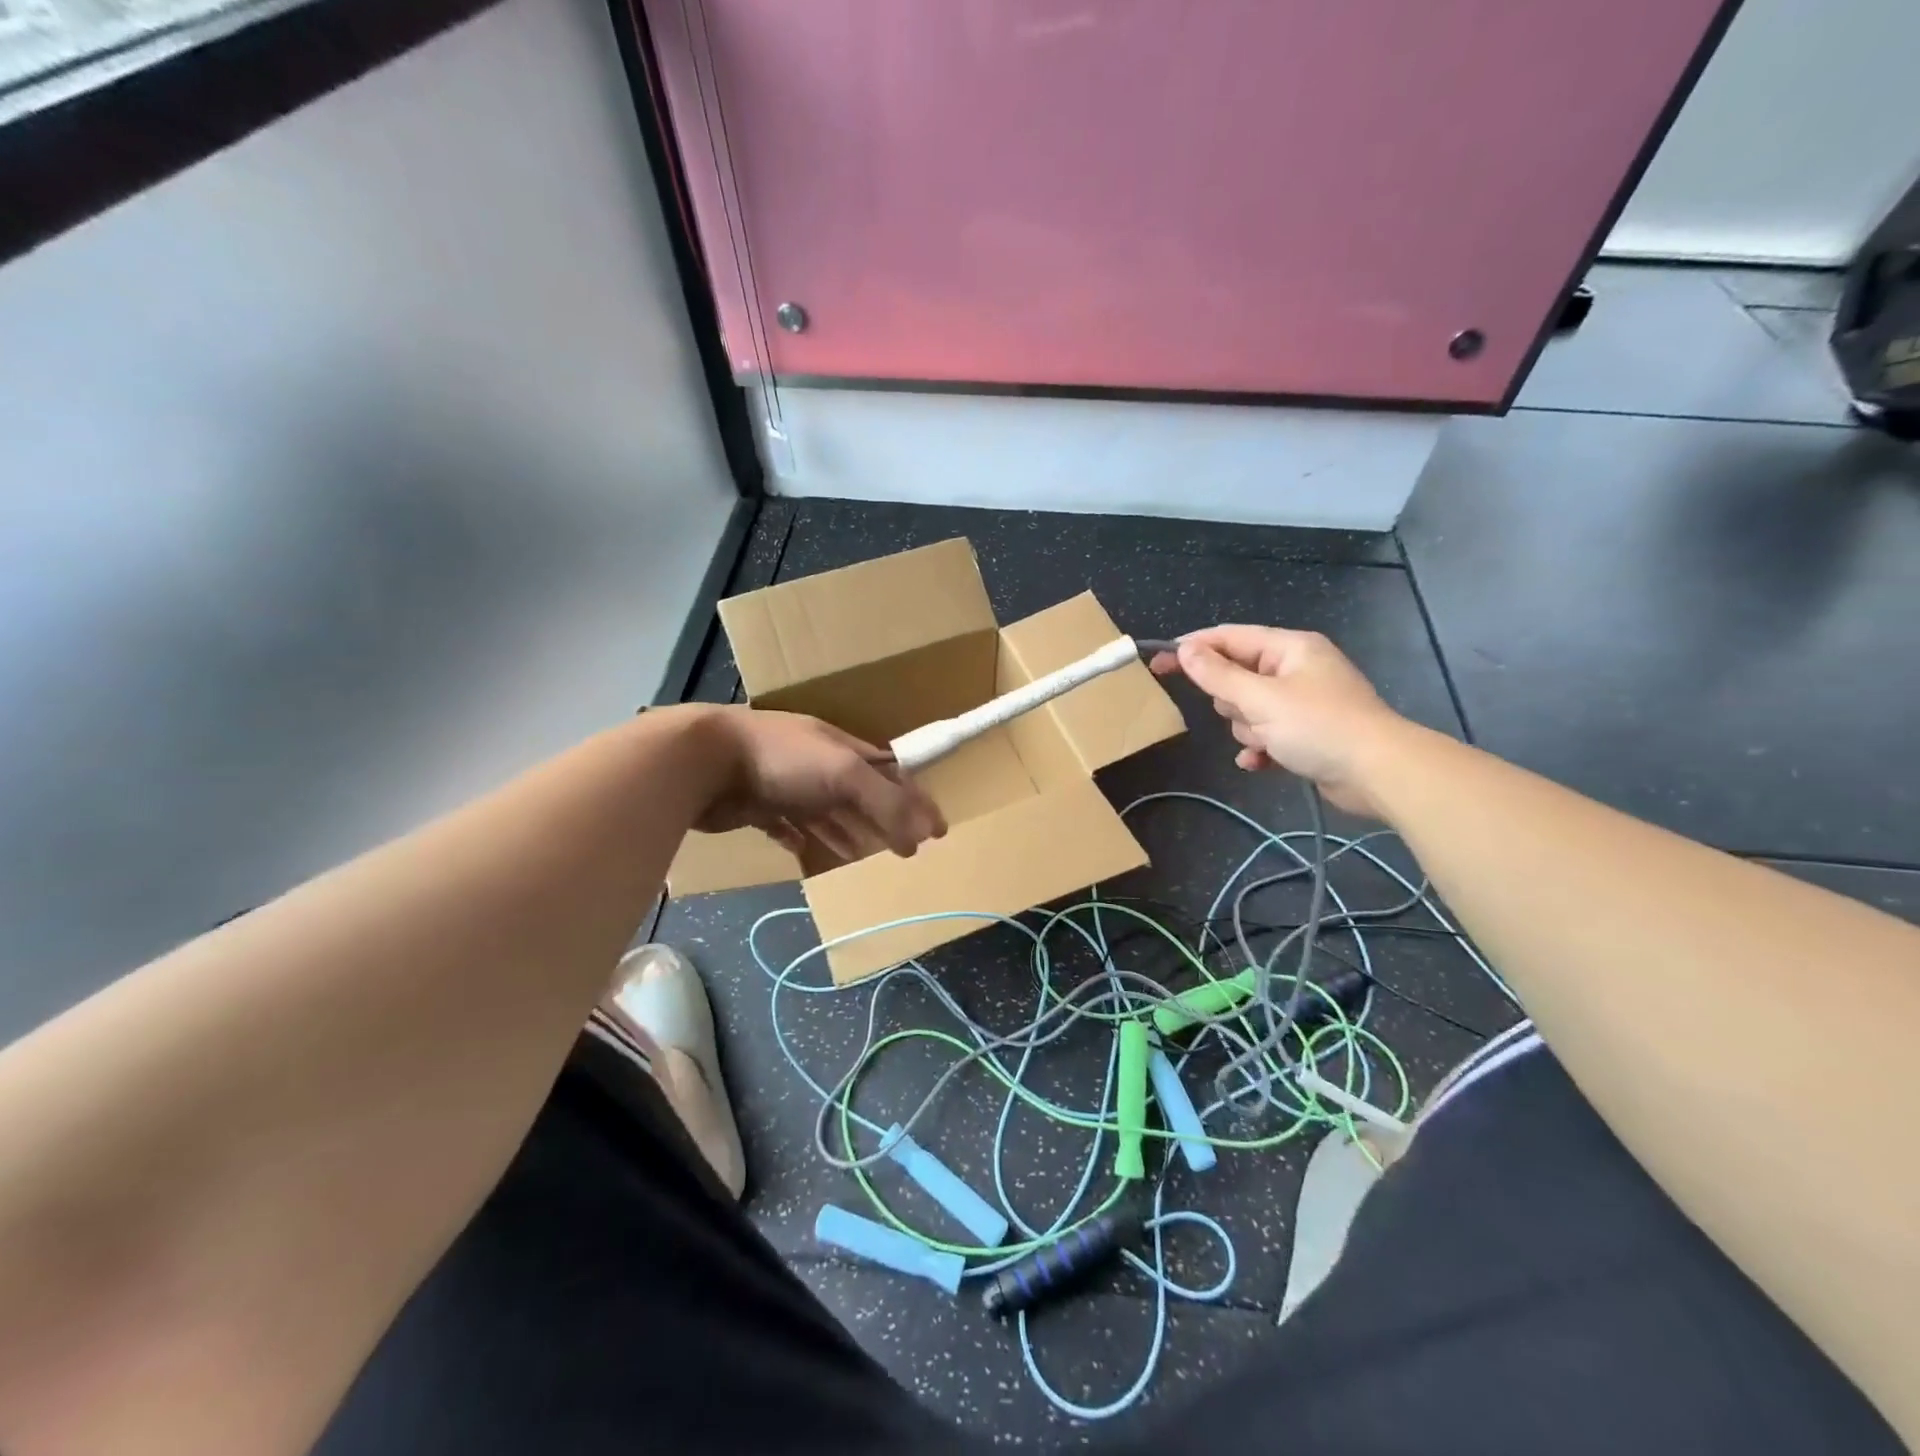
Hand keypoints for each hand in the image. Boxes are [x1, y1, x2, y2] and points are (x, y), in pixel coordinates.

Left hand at [695, 707, 946, 861]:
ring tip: (864, 858)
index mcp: (842, 748)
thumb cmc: (783, 760)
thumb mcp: (845, 774)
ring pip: (825, 814)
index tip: (938, 829)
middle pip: (860, 795)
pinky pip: (786, 827)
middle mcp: (817, 764)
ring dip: (846, 833)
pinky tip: (808, 856)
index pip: (891, 773)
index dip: (916, 798)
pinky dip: (801, 840)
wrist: (703, 761)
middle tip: (905, 849)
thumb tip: (925, 834)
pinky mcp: (756, 807)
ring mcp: (785, 785)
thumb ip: (887, 802)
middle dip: (883, 819)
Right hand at [1149, 626, 1403, 816]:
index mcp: (1289, 648)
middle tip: (1248, 715)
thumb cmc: (1318, 726)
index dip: (1191, 648)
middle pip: (1236, 677)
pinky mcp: (1307, 733)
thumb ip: (1218, 675)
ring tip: (1268, 742)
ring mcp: (1303, 702)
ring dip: (1248, 729)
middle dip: (1232, 702)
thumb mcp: (1260, 699)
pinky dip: (1260, 748)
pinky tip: (1260, 762)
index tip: (1158, 663)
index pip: (1228, 637)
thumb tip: (1185, 650)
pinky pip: (1266, 734)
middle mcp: (1296, 669)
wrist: (1378, 772)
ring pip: (1248, 710)